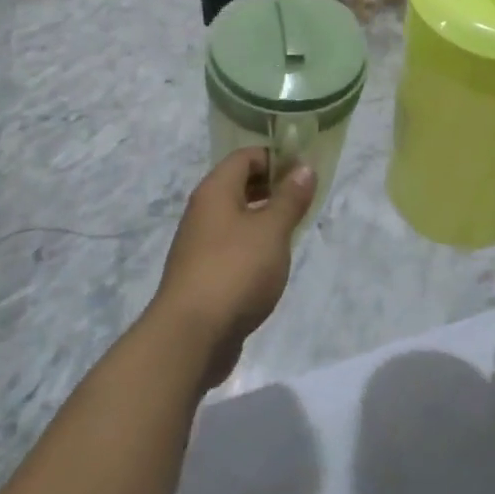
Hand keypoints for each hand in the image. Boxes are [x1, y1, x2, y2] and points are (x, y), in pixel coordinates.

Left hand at [148, 149, 316, 389]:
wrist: (190, 336)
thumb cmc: (235, 270)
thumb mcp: (272, 230)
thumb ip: (290, 198)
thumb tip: (304, 168)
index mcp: (215, 191)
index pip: (245, 157)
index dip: (275, 157)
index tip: (304, 170)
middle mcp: (203, 212)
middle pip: (238, 185)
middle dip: (272, 187)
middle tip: (304, 199)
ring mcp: (199, 245)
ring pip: (236, 218)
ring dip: (263, 218)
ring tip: (293, 230)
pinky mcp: (202, 275)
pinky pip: (232, 246)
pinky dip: (253, 245)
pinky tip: (272, 263)